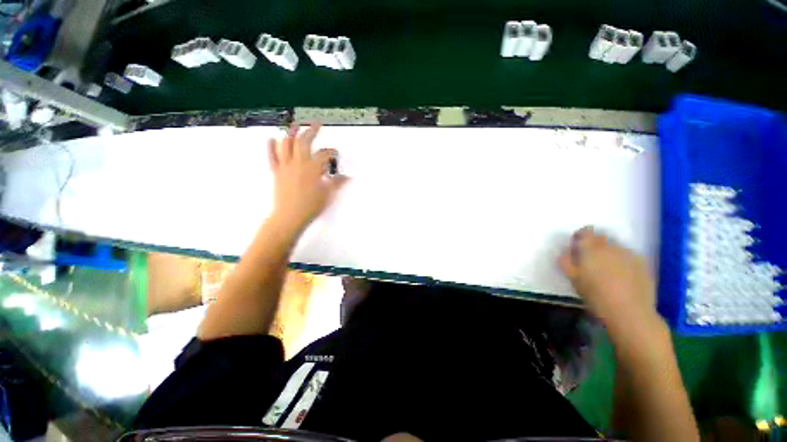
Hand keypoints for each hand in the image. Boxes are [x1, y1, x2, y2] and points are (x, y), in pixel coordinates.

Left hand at [268, 124, 347, 230]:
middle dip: (311, 131)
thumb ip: (337, 183)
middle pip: (304, 142)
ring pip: (286, 144)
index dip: (332, 152)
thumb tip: (347, 177)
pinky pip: (272, 156)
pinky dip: (271, 146)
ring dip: (291, 133)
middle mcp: (299, 163)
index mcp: (313, 168)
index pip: (325, 155)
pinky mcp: (276, 172)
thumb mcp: (328, 194)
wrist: (290, 216)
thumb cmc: (311, 206)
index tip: (335, 153)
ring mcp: (285, 166)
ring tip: (295, 125)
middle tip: (316, 125)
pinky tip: (272, 138)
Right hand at [558, 227, 657, 328]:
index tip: (577, 247)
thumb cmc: (595, 296)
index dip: (580, 236)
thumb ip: (566, 262)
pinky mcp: (642, 263)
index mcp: (591, 248)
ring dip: (609, 252)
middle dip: (595, 244)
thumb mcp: (573, 279)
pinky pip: (628, 255)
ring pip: (615, 246)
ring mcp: (628, 254)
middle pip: (601, 237)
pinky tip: (622, 275)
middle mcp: (610, 246)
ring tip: (607, 269)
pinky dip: (622, 260)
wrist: (630, 312)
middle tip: (591, 259)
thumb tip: (565, 252)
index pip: (586, 231)